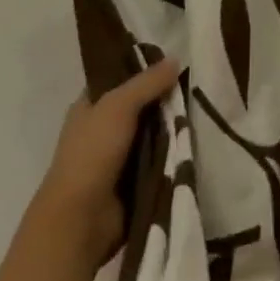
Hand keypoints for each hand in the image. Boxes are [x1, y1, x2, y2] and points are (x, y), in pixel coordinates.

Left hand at [33, 58, 178, 269]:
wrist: (80, 221)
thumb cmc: (92, 153)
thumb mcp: (119, 106)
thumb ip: (148, 82)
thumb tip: (176, 59)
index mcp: (90, 106)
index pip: (119, 78)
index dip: (142, 68)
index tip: (173, 62)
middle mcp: (102, 128)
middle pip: (140, 105)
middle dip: (163, 100)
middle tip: (193, 87)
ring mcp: (117, 157)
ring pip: (152, 132)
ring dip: (171, 128)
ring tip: (199, 111)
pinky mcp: (132, 182)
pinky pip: (157, 160)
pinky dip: (171, 153)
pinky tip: (193, 140)